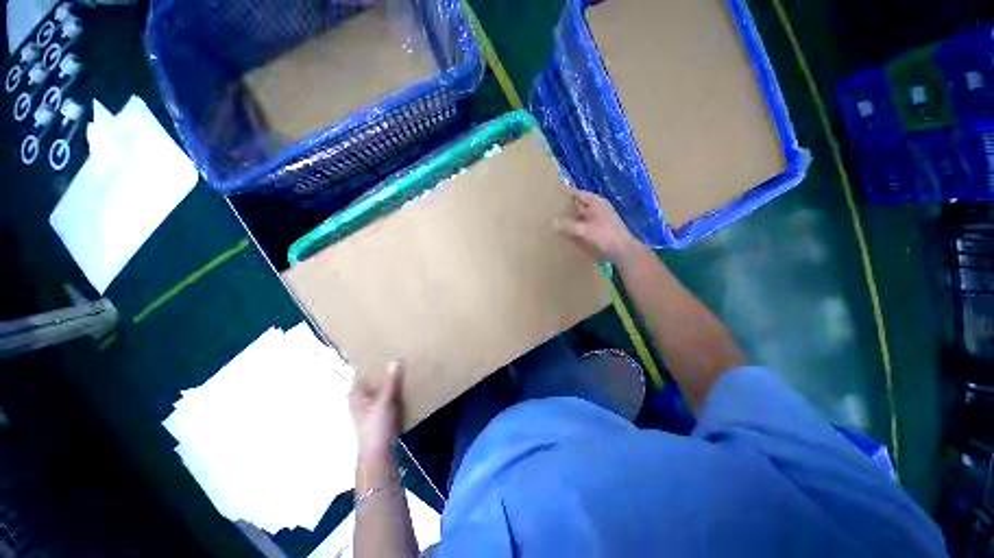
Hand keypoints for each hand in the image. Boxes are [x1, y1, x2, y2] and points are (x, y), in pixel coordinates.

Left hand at [350, 361, 403, 457]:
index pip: (361, 372)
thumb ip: (390, 381)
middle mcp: (361, 397)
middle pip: (372, 378)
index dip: (370, 361)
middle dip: (382, 368)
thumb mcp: (384, 401)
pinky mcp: (380, 411)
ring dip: (389, 378)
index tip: (382, 349)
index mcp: (356, 394)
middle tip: (396, 353)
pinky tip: (405, 382)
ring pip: (380, 386)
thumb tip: (395, 360)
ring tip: (402, 364)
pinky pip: (387, 394)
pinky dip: (394, 388)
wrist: (380, 451)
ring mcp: (371, 405)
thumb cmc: (376, 425)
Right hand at [554, 189, 643, 267]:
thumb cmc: (604, 236)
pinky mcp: (600, 227)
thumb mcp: (583, 230)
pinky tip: (569, 231)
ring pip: (581, 214)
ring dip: (572, 217)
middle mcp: (598, 207)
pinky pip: (585, 223)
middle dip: (567, 206)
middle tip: (551, 209)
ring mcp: (600, 217)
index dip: (566, 193)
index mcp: (595, 202)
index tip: (553, 193)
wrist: (622, 251)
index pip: (577, 193)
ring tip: (557, 221)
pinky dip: (577, 225)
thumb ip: (568, 225)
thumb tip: (553, 221)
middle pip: (579, 204)